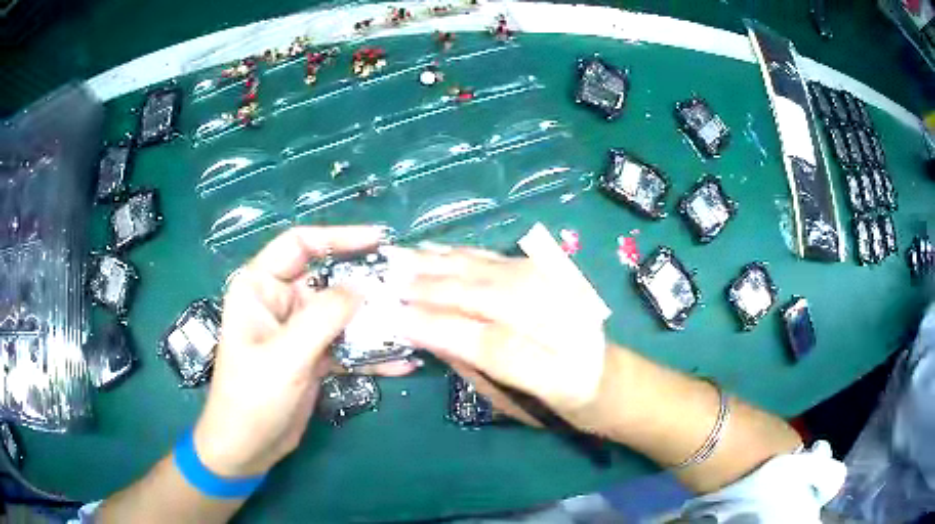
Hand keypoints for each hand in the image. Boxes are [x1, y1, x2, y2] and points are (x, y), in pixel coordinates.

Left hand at [193, 226, 418, 477]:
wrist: (247, 448)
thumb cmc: (251, 398)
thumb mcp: (285, 357)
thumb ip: (323, 319)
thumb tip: (363, 287)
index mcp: (260, 287)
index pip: (299, 245)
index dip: (338, 236)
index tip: (378, 240)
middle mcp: (280, 302)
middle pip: (328, 279)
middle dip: (364, 284)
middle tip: (404, 287)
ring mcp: (299, 331)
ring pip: (342, 314)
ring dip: (373, 321)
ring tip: (411, 325)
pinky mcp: (314, 356)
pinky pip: (347, 345)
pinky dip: (371, 353)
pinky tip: (401, 362)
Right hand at [386, 244, 607, 419]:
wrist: (612, 380)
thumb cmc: (559, 406)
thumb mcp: (514, 405)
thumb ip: (474, 367)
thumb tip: (426, 332)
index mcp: (561, 374)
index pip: (493, 345)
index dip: (443, 329)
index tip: (397, 318)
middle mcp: (568, 326)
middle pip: (494, 299)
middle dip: (435, 289)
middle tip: (387, 283)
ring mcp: (566, 295)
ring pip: (495, 272)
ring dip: (443, 264)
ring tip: (401, 259)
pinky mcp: (558, 276)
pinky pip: (504, 260)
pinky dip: (465, 254)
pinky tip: (438, 250)